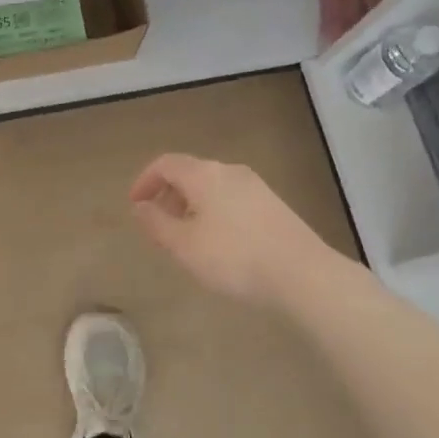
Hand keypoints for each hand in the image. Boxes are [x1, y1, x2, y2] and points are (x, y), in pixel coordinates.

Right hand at [129, 153, 335, 306]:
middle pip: (190, 173)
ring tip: (187, 239)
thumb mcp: (184, 245)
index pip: (166, 164)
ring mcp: (256, 186)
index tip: (135, 206)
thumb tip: (140, 207)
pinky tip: (219, 244)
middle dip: (169, 195)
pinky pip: (232, 199)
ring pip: (212, 187)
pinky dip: (214, 212)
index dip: (145, 181)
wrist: (302, 274)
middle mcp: (229, 171)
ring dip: (191, 206)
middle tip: (159, 226)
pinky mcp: (273, 204)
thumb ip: (157, 223)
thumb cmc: (234, 257)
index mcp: (204, 174)